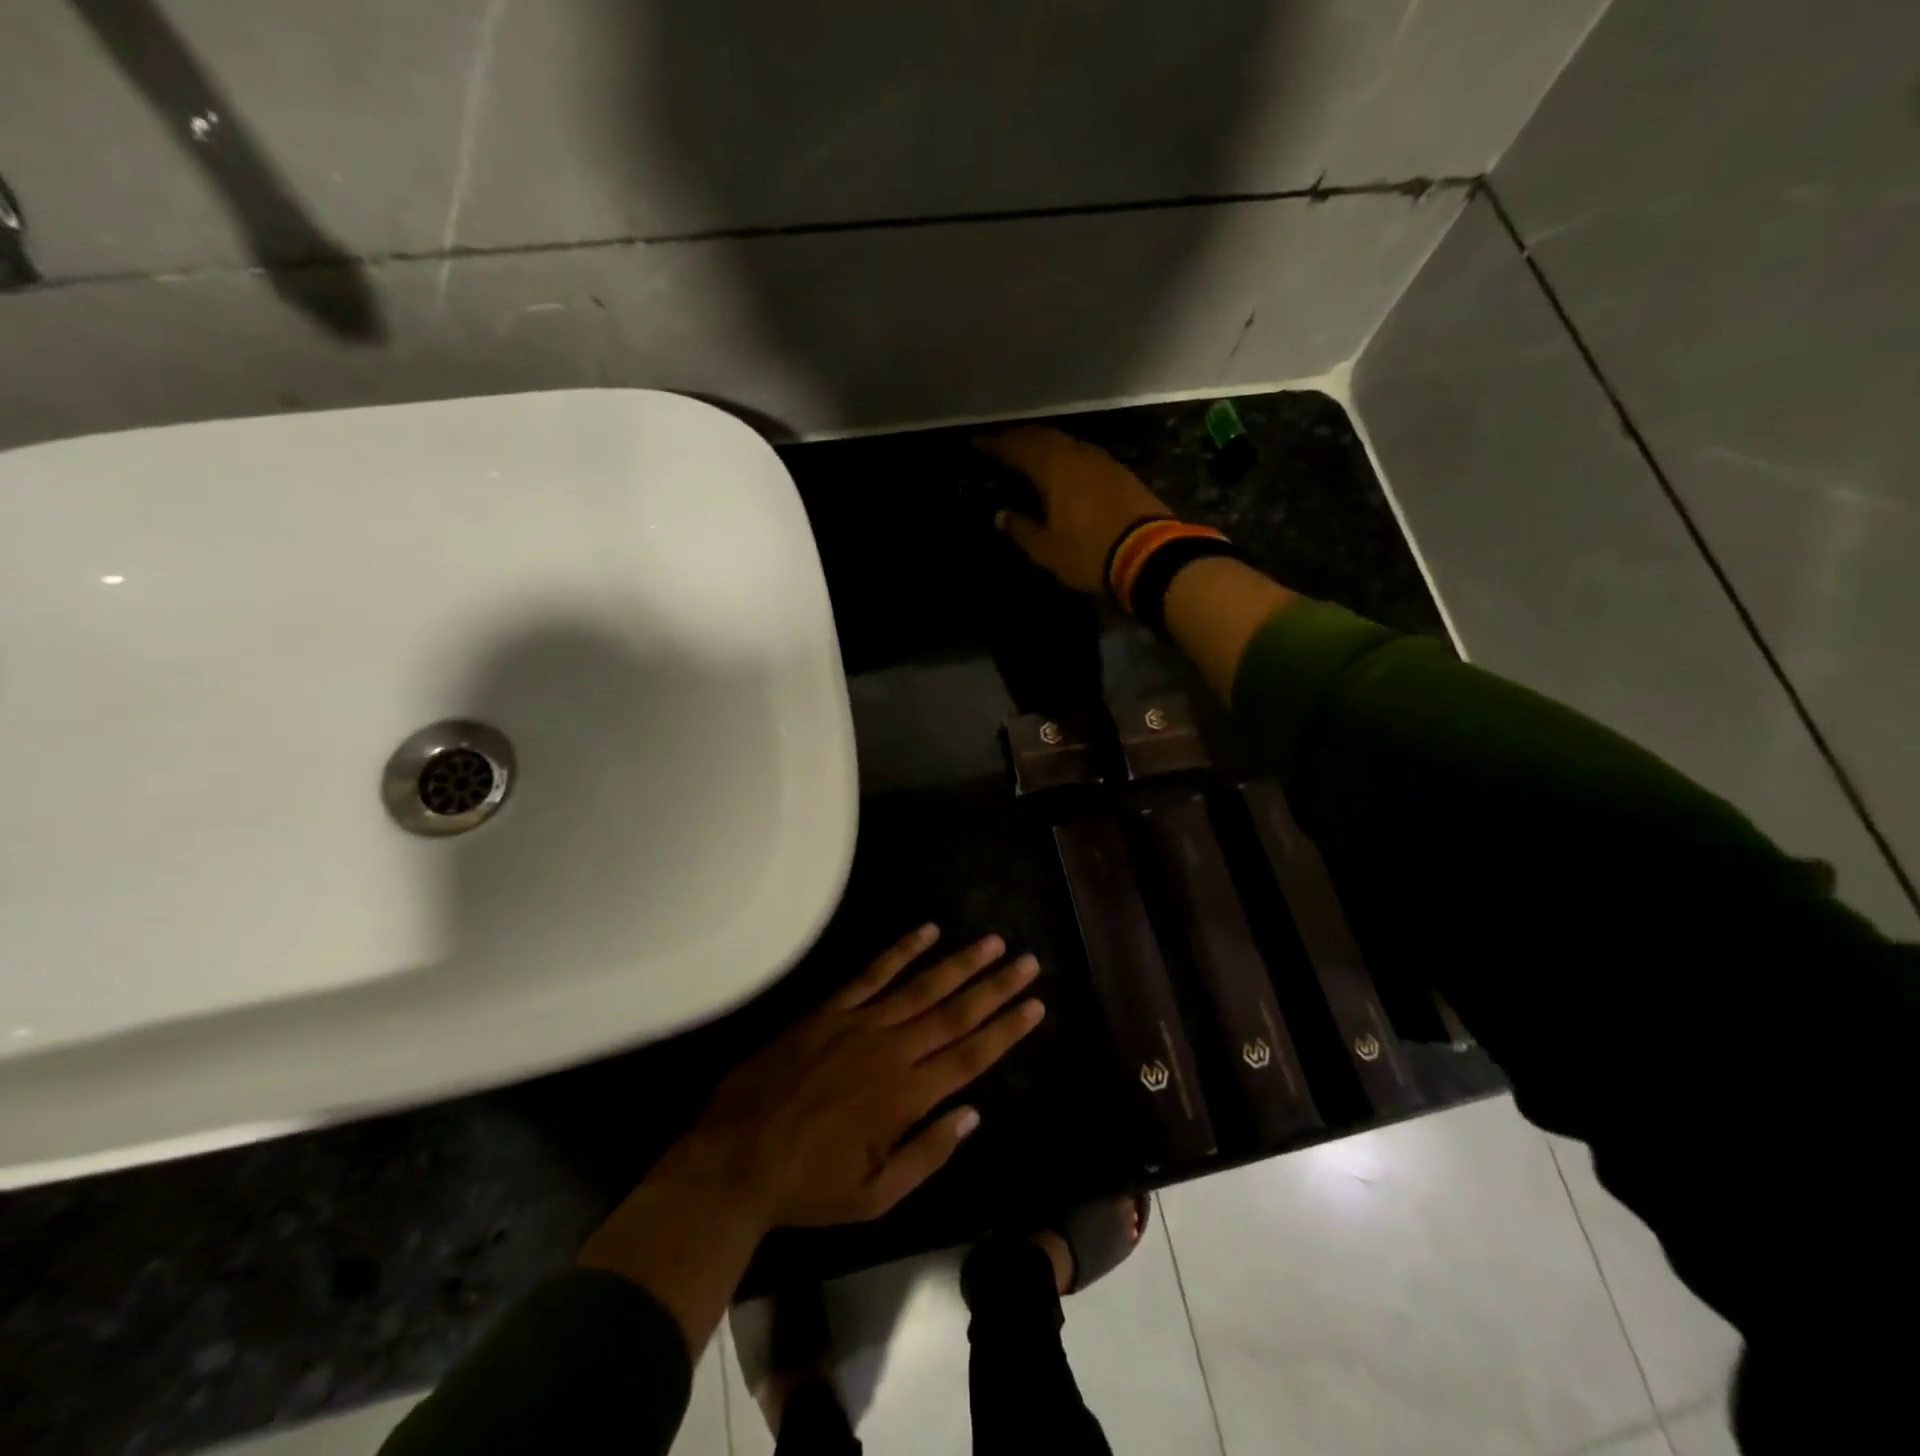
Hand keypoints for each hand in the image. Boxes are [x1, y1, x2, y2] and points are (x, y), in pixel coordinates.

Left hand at [577, 925, 1042, 1350]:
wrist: (736, 1158)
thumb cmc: (809, 1186)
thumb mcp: (877, 1195)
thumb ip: (928, 1153)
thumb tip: (972, 1113)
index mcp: (907, 1097)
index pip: (971, 1056)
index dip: (1006, 1029)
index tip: (1035, 1004)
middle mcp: (892, 1051)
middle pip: (956, 1012)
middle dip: (996, 986)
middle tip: (1028, 962)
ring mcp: (860, 1024)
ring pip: (922, 986)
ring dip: (961, 963)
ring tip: (992, 942)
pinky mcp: (830, 1010)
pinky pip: (873, 973)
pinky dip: (901, 950)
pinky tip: (927, 931)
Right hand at [978, 426, 1172, 593]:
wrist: (1149, 555)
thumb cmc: (1089, 552)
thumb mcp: (1047, 549)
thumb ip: (1021, 529)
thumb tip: (1002, 514)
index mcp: (1054, 469)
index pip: (1018, 447)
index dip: (995, 444)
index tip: (976, 443)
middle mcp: (1078, 456)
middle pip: (1044, 437)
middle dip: (1020, 437)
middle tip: (1001, 442)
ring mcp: (1103, 462)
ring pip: (1066, 443)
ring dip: (1045, 444)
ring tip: (1029, 452)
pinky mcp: (1121, 474)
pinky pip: (1084, 456)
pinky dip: (1066, 456)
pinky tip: (1063, 468)